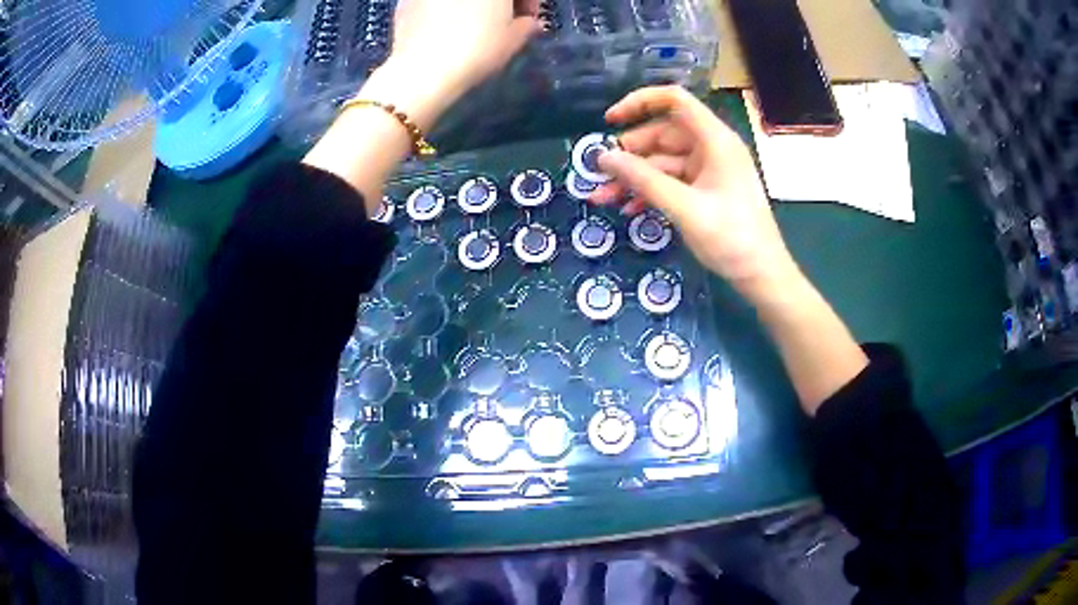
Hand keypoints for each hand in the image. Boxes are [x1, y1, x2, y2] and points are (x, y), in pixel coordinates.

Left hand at [365, 0, 541, 128]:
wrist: (422, 70)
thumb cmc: (477, 50)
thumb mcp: (513, 40)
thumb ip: (526, 25)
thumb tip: (526, 22)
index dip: (528, 2)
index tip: (528, 19)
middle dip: (498, 3)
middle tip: (501, 21)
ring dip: (468, 6)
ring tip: (470, 25)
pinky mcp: (406, 1)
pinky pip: (434, 2)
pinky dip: (443, 9)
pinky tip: (444, 29)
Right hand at [591, 86, 798, 301]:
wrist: (762, 276)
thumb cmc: (732, 238)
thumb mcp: (684, 207)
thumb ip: (643, 180)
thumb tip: (604, 158)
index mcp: (714, 140)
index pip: (674, 100)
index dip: (640, 102)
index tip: (610, 122)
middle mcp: (711, 148)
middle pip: (663, 134)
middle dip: (629, 154)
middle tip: (600, 174)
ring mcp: (708, 170)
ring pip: (662, 162)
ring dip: (633, 178)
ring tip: (602, 198)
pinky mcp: (705, 191)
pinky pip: (671, 182)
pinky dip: (650, 192)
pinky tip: (628, 210)